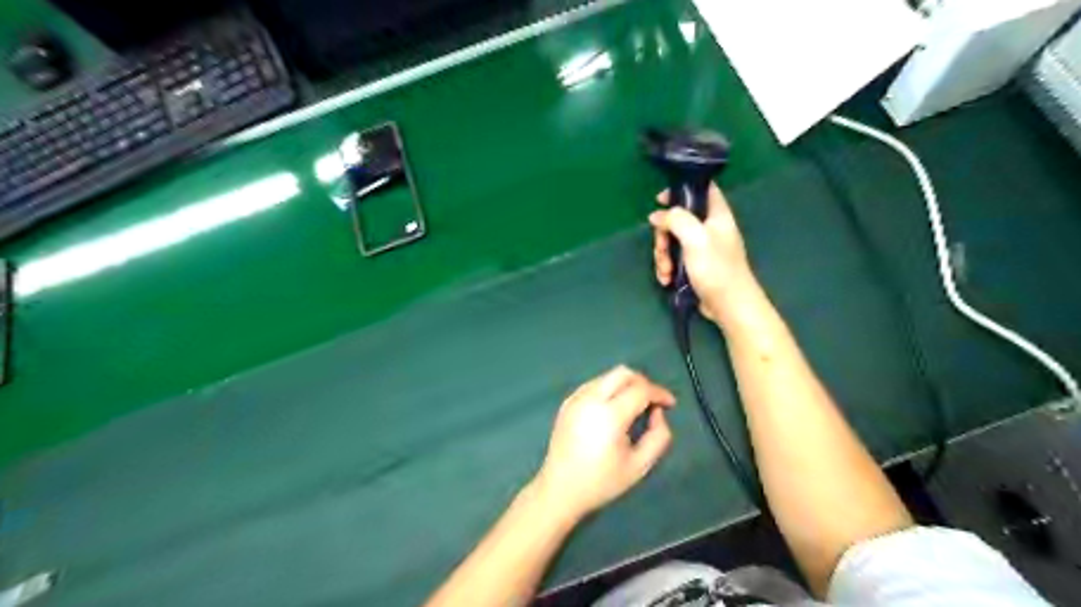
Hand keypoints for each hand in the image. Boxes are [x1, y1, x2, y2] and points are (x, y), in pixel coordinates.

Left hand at [533, 364, 672, 521]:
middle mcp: (591, 399)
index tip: (670, 404)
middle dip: (643, 382)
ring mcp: (576, 398)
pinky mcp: (567, 402)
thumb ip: (658, 436)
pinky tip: (612, 410)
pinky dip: (609, 389)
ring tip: (634, 407)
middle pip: (623, 373)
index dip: (660, 393)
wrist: (560, 490)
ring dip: (625, 385)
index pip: (640, 389)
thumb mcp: (640, 466)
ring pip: (608, 377)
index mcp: (609, 415)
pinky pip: (594, 385)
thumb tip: (657, 412)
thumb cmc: (602, 482)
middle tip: (652, 402)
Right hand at [650, 183, 758, 324]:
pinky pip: (675, 259)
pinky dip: (668, 268)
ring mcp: (702, 248)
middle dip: (664, 235)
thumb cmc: (716, 269)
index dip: (681, 189)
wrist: (730, 306)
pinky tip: (667, 280)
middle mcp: (710, 228)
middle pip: (678, 219)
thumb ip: (676, 220)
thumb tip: (657, 216)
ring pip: (673, 241)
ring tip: (665, 272)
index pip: (702, 189)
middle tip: (661, 249)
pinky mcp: (696, 266)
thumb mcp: (695, 238)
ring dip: (663, 256)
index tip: (659, 200)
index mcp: (717, 215)